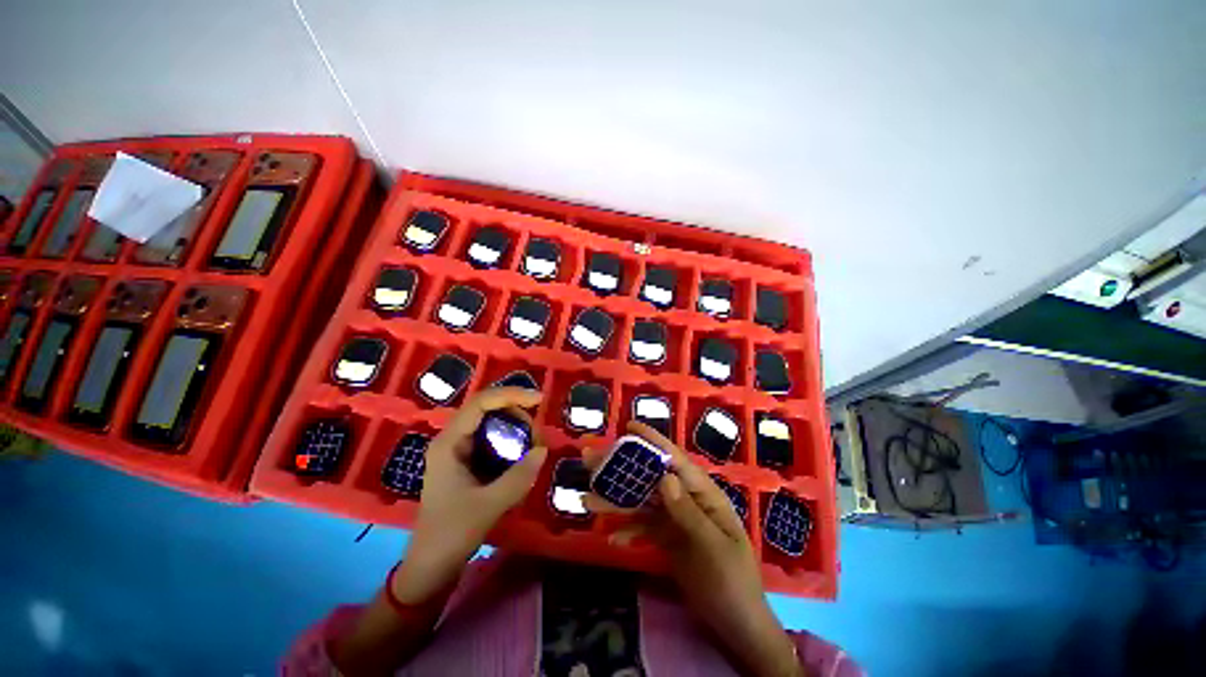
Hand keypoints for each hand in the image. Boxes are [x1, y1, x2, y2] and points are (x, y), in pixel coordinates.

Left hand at [393, 387, 546, 603]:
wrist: (431, 565)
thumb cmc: (452, 534)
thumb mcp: (489, 505)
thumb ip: (519, 476)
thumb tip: (542, 449)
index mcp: (450, 443)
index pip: (481, 403)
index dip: (511, 395)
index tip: (538, 400)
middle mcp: (453, 439)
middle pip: (488, 408)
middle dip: (517, 413)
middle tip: (537, 433)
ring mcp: (460, 450)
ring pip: (493, 423)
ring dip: (516, 427)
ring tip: (533, 444)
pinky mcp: (468, 461)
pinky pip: (494, 439)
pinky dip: (512, 440)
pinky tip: (524, 454)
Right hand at [585, 422, 801, 676]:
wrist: (736, 626)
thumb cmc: (733, 583)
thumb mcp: (713, 548)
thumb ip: (688, 512)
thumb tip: (664, 476)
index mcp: (704, 494)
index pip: (675, 460)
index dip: (653, 441)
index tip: (629, 427)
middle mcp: (686, 500)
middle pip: (650, 479)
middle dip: (621, 469)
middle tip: (590, 460)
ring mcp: (675, 519)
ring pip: (641, 503)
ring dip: (615, 501)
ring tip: (586, 500)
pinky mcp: (667, 538)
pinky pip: (643, 528)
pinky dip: (627, 530)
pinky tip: (611, 538)